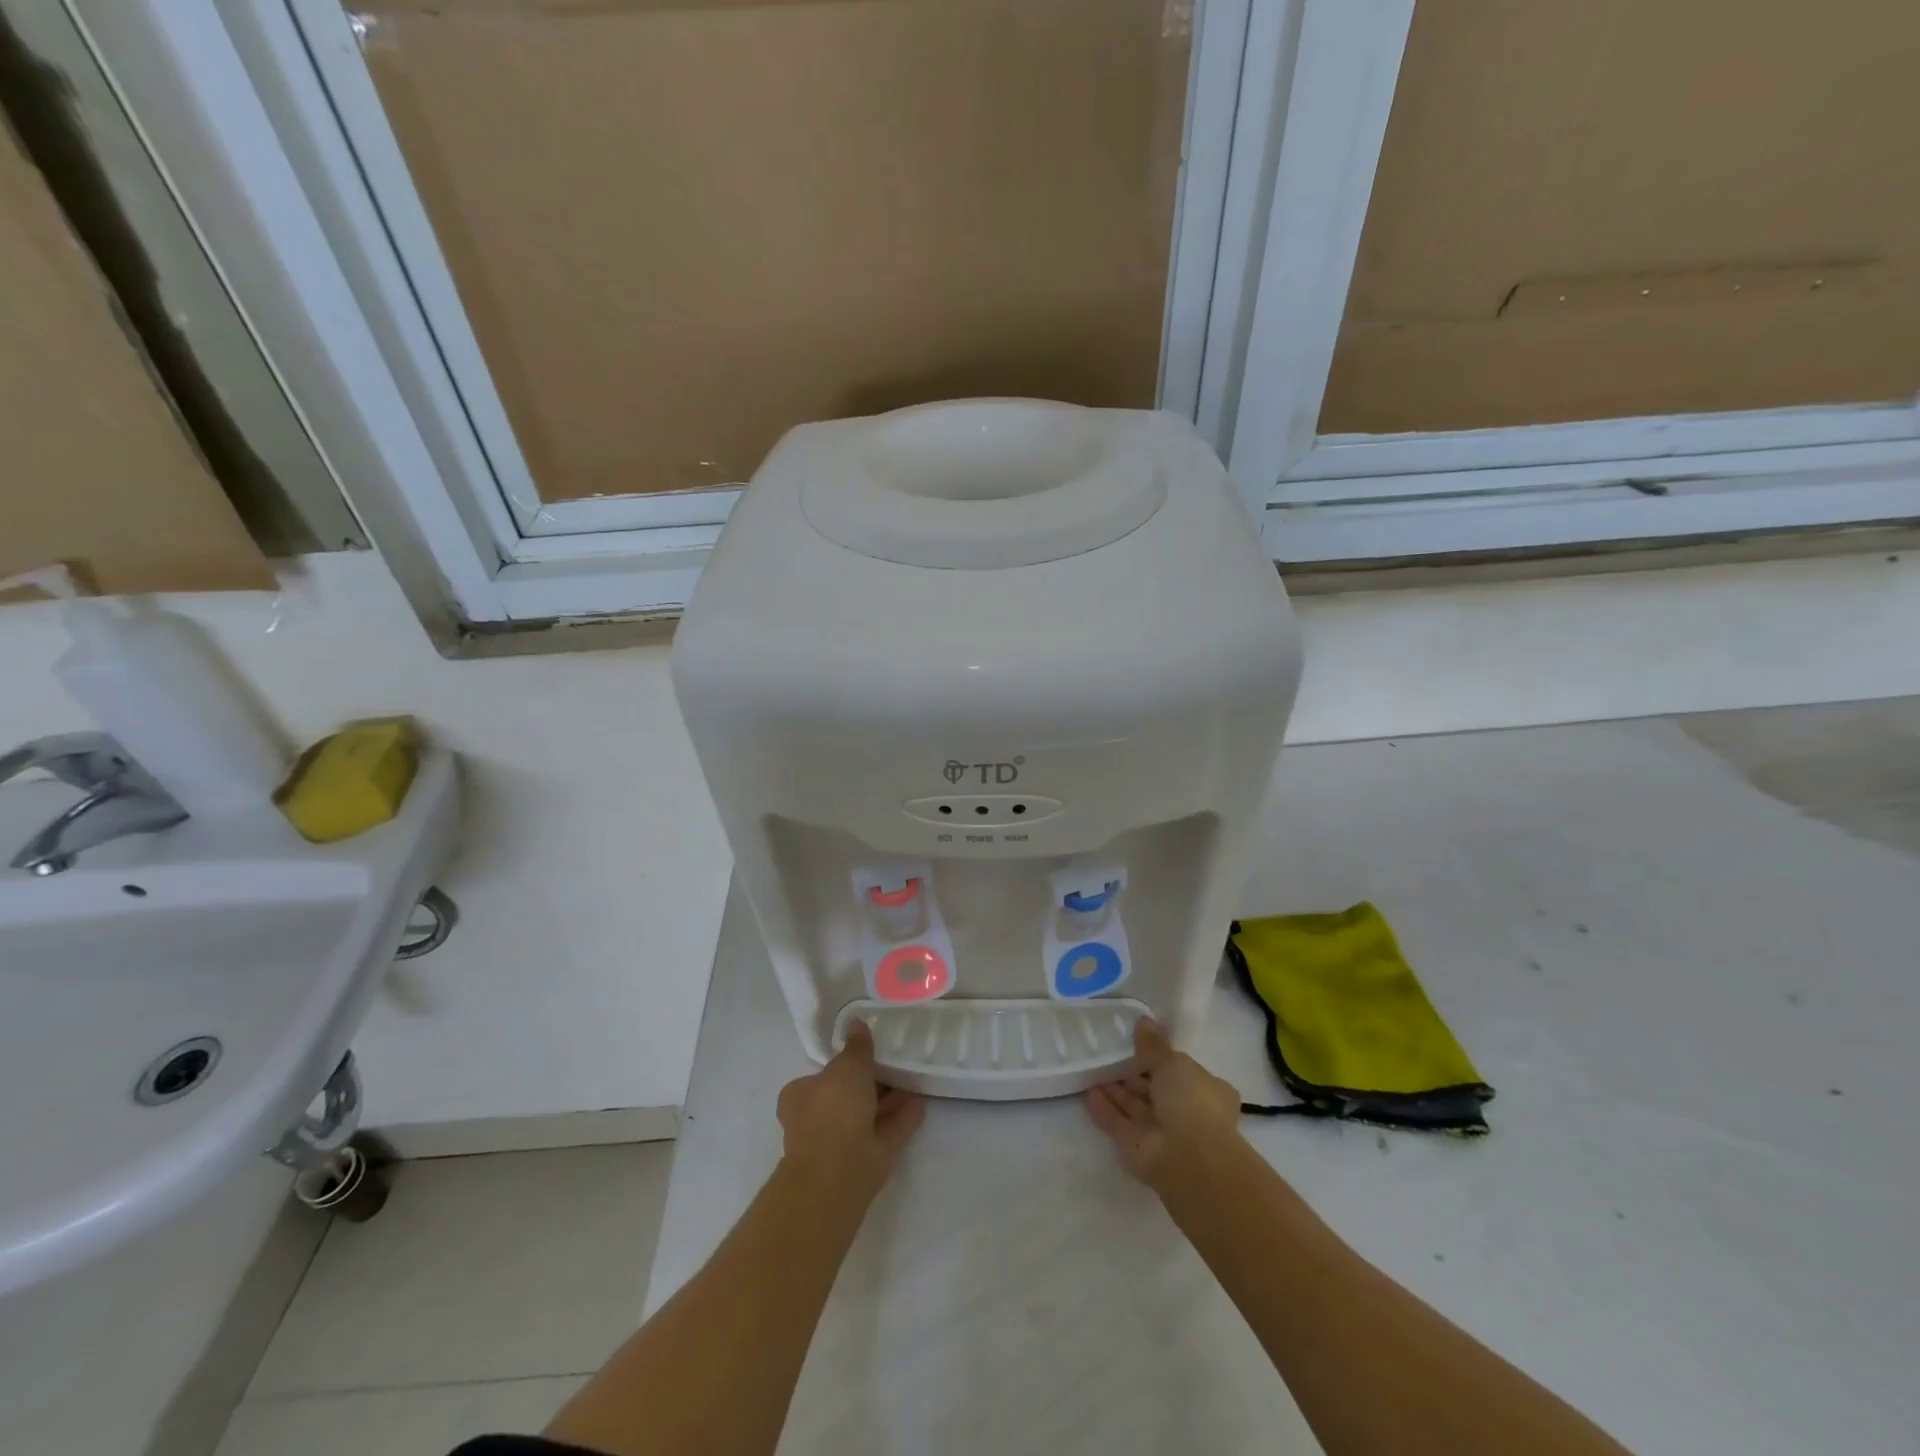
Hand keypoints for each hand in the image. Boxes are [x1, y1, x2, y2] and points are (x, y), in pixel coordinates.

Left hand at [777, 1021, 925, 1200]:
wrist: (837, 1171)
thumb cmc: (833, 1108)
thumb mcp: (846, 1066)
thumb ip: (856, 1047)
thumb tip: (856, 1023)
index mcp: (801, 1097)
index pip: (822, 1076)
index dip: (844, 1065)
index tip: (868, 1054)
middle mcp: (818, 1120)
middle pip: (848, 1096)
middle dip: (871, 1084)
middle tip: (896, 1065)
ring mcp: (842, 1142)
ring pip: (869, 1115)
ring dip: (890, 1101)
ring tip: (913, 1081)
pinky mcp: (866, 1160)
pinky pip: (887, 1132)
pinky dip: (902, 1119)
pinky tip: (921, 1104)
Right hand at [1086, 1019, 1243, 1189]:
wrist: (1188, 1159)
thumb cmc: (1191, 1101)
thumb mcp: (1173, 1062)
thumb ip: (1154, 1045)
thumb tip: (1143, 1020)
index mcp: (1206, 1091)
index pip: (1182, 1072)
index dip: (1162, 1059)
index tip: (1139, 1044)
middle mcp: (1186, 1113)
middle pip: (1155, 1090)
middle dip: (1133, 1075)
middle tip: (1110, 1054)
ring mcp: (1162, 1133)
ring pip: (1135, 1108)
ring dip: (1116, 1091)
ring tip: (1093, 1069)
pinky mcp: (1138, 1149)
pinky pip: (1118, 1124)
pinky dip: (1105, 1110)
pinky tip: (1088, 1093)